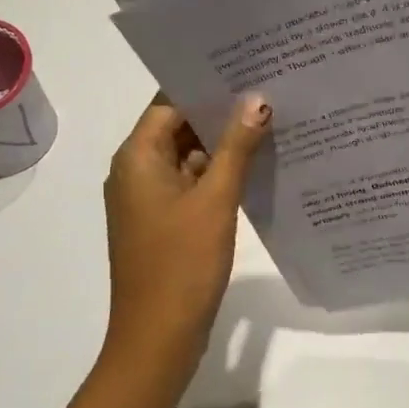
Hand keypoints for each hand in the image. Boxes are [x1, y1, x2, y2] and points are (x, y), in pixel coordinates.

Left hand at [102, 94, 271, 372]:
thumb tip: (257, 99)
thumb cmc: (182, 263)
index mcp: (137, 157)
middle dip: (221, 113)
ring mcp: (149, 198)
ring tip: (271, 121)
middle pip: (179, 126)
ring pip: (188, 156)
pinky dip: (219, 173)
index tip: (248, 69)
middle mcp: (136, 171)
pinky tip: (257, 166)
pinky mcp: (164, 221)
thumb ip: (237, 146)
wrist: (158, 338)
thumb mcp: (215, 199)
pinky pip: (192, 183)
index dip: (207, 84)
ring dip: (224, 144)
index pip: (170, 102)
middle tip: (269, 91)